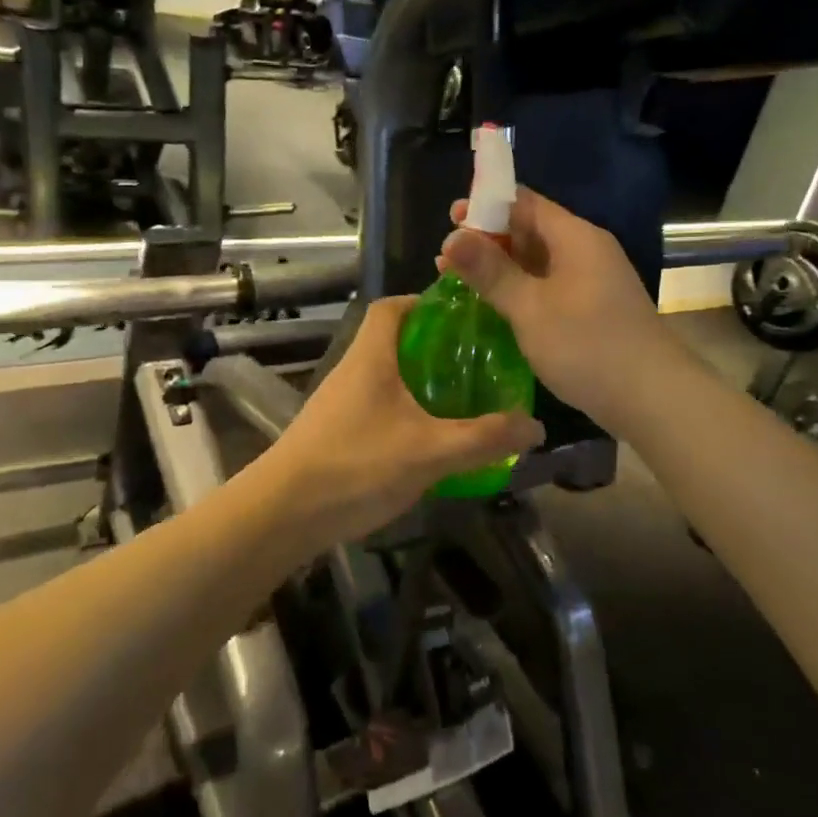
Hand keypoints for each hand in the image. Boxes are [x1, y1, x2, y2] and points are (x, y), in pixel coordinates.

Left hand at [262, 297, 543, 541]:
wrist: (282, 514)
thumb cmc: (356, 466)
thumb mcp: (430, 451)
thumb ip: (484, 438)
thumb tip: (534, 426)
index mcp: (371, 356)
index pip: (391, 307)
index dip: (425, 302)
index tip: (464, 316)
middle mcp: (352, 370)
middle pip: (394, 341)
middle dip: (435, 347)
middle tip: (477, 362)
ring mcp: (340, 403)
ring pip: (387, 377)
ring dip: (422, 383)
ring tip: (463, 399)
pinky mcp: (336, 432)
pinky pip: (378, 407)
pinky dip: (407, 412)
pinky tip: (430, 439)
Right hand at [442, 189, 681, 437]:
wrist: (653, 398)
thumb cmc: (587, 346)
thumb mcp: (530, 307)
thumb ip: (490, 271)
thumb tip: (451, 236)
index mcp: (575, 237)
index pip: (525, 203)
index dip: (486, 206)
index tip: (450, 218)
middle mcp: (586, 250)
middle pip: (531, 229)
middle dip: (488, 238)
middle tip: (446, 253)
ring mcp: (592, 281)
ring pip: (537, 261)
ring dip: (500, 266)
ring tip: (457, 277)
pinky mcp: (592, 309)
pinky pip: (548, 285)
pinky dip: (519, 288)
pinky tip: (494, 303)